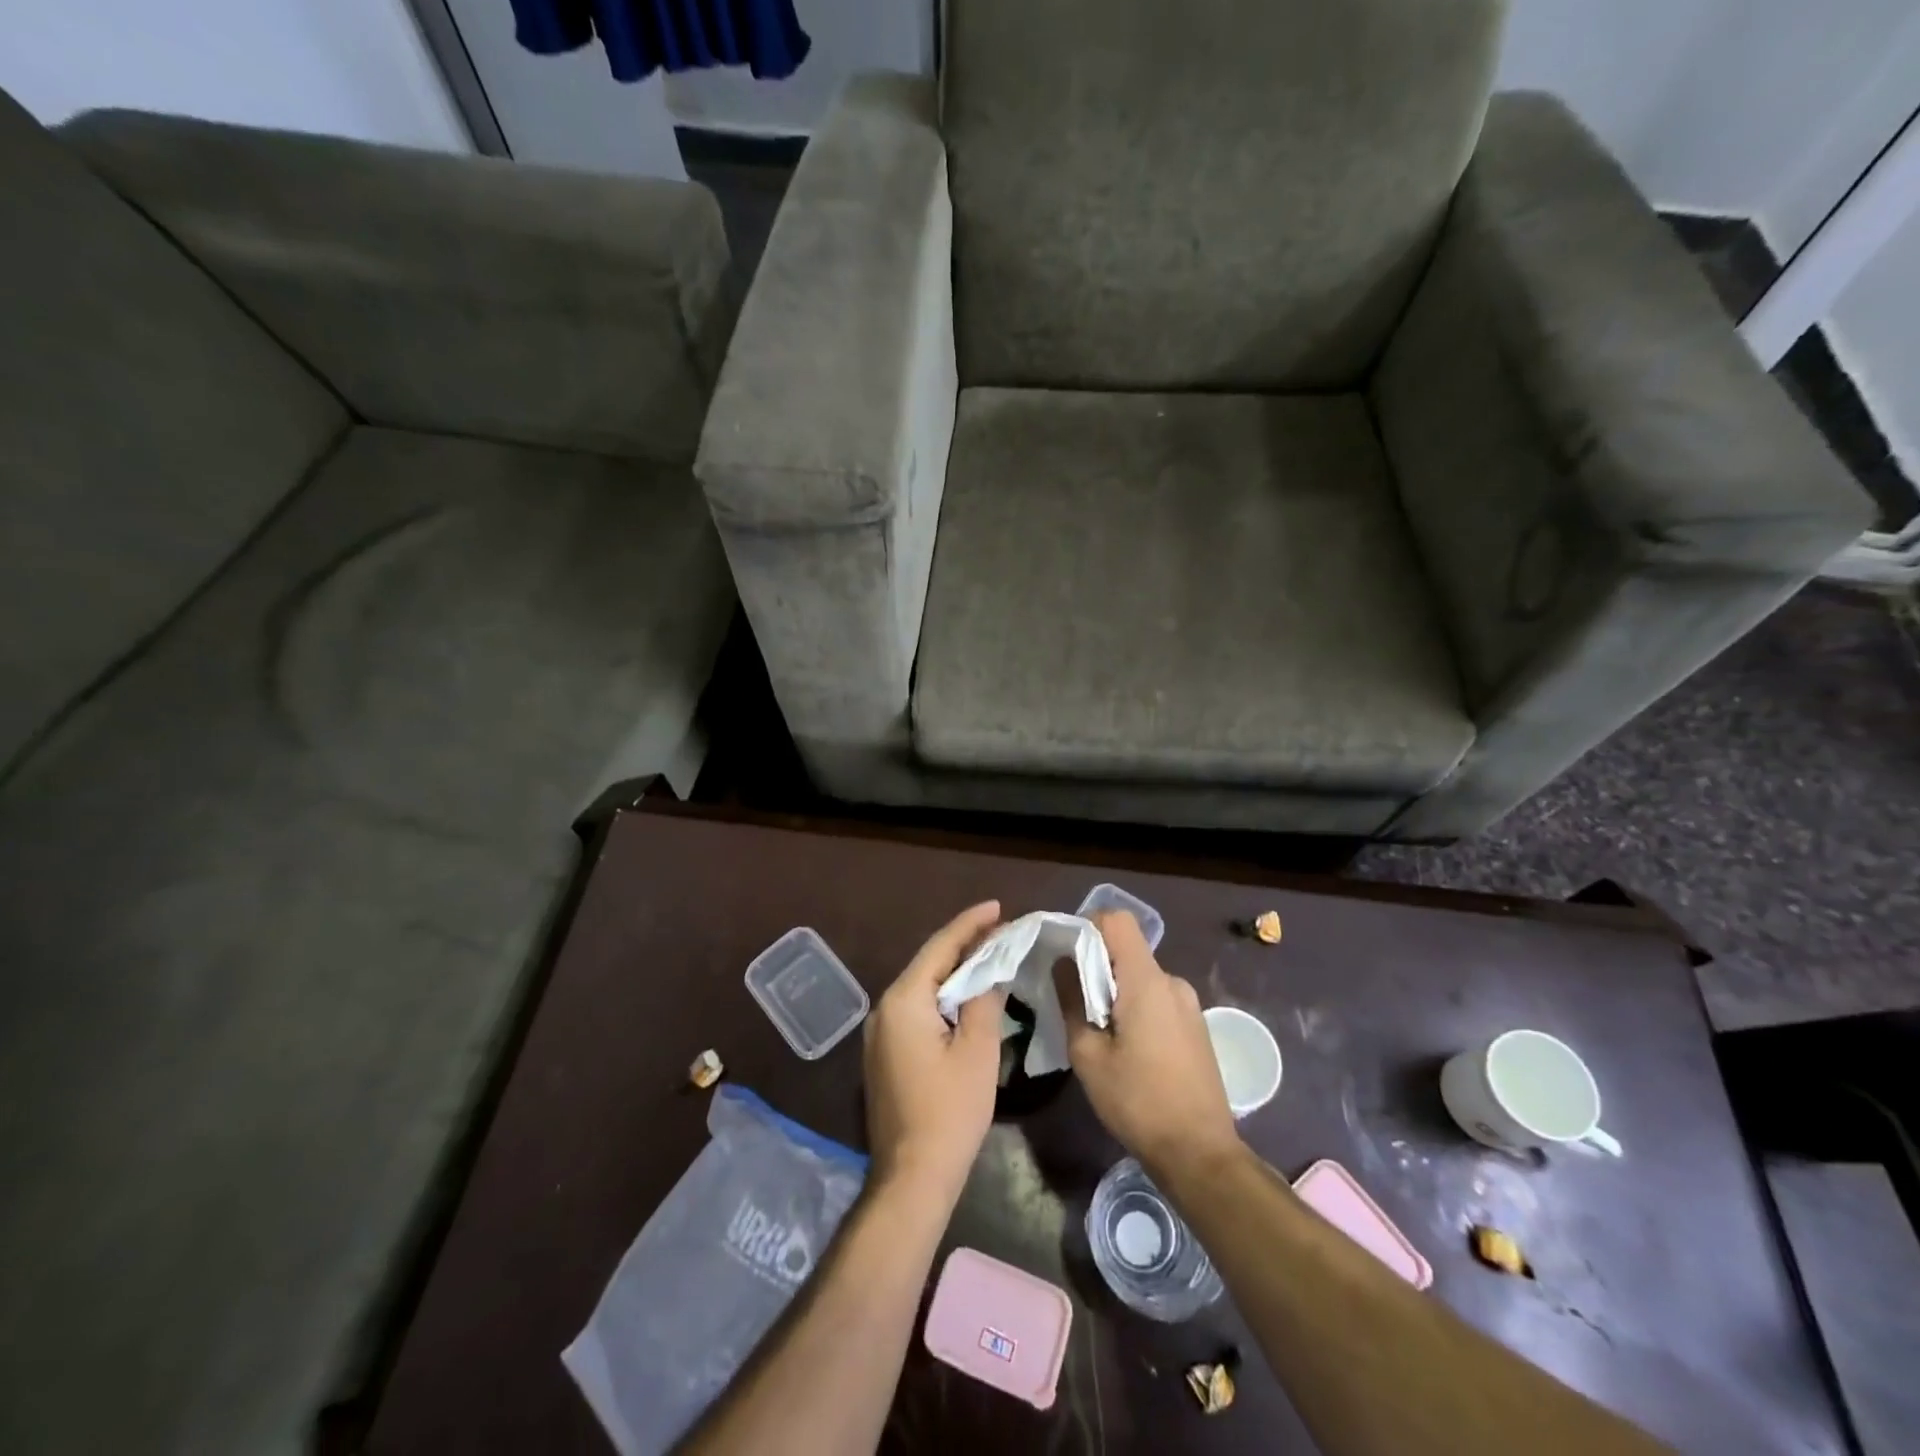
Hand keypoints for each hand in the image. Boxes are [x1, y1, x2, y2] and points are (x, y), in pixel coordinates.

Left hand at [863, 900, 1006, 1205]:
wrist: (912, 1176)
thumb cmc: (950, 1112)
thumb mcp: (977, 1051)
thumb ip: (984, 1000)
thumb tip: (990, 971)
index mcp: (904, 1000)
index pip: (940, 947)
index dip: (970, 924)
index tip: (997, 906)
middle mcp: (885, 1008)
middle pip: (928, 964)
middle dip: (963, 945)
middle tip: (999, 930)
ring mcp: (880, 1032)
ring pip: (922, 987)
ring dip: (953, 972)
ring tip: (988, 955)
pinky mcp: (884, 1053)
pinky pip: (916, 1009)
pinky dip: (942, 997)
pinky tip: (965, 997)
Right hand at [1055, 910, 1240, 1180]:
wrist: (1201, 1154)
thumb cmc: (1138, 1102)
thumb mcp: (1088, 1055)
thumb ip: (1072, 1000)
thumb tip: (1063, 963)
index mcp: (1147, 981)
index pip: (1117, 920)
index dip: (1087, 925)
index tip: (1064, 954)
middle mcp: (1172, 982)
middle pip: (1127, 949)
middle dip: (1095, 964)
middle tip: (1072, 999)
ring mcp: (1188, 1003)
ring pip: (1140, 976)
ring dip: (1114, 989)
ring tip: (1096, 1029)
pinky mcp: (1195, 1025)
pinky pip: (1156, 997)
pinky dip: (1134, 1006)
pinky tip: (1125, 1046)